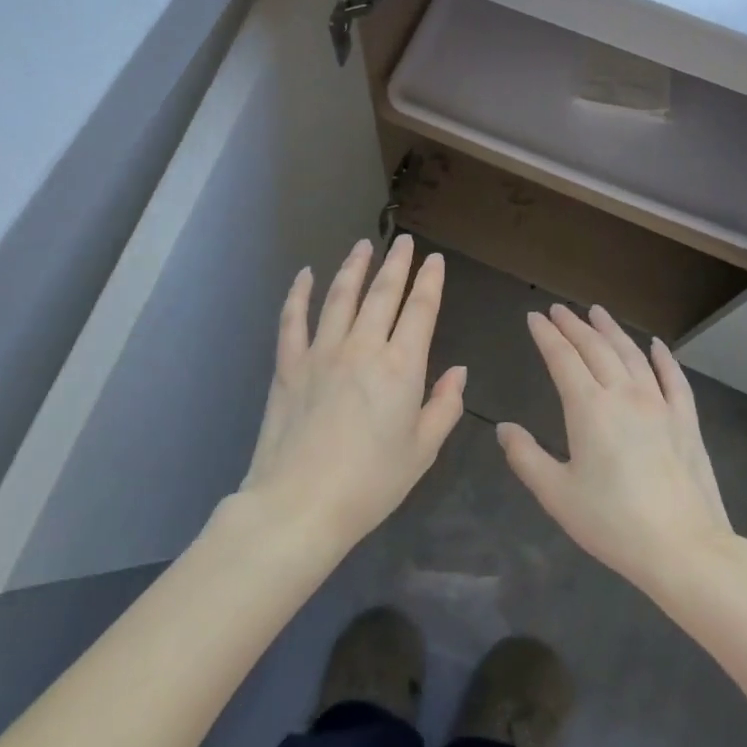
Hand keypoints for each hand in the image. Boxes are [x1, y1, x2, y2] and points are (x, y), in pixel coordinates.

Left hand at [240, 236, 464, 552]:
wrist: (300, 505)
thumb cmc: (370, 484)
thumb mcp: (422, 451)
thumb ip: (444, 406)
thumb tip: (458, 371)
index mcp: (401, 367)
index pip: (420, 310)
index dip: (430, 281)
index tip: (434, 259)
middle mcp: (363, 347)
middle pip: (382, 293)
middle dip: (397, 263)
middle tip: (404, 241)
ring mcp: (321, 352)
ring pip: (340, 295)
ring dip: (354, 267)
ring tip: (363, 245)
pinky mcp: (288, 364)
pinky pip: (293, 319)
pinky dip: (300, 293)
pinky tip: (306, 274)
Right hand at [502, 304, 733, 595]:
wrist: (684, 548)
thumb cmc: (613, 523)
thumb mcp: (557, 495)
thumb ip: (526, 457)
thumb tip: (504, 428)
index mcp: (589, 408)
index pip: (562, 359)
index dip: (546, 335)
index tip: (534, 317)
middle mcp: (624, 394)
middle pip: (596, 348)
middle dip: (574, 325)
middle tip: (559, 309)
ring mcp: (660, 404)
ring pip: (632, 354)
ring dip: (612, 330)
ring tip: (597, 312)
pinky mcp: (686, 420)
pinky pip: (673, 378)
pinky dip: (663, 357)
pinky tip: (656, 345)